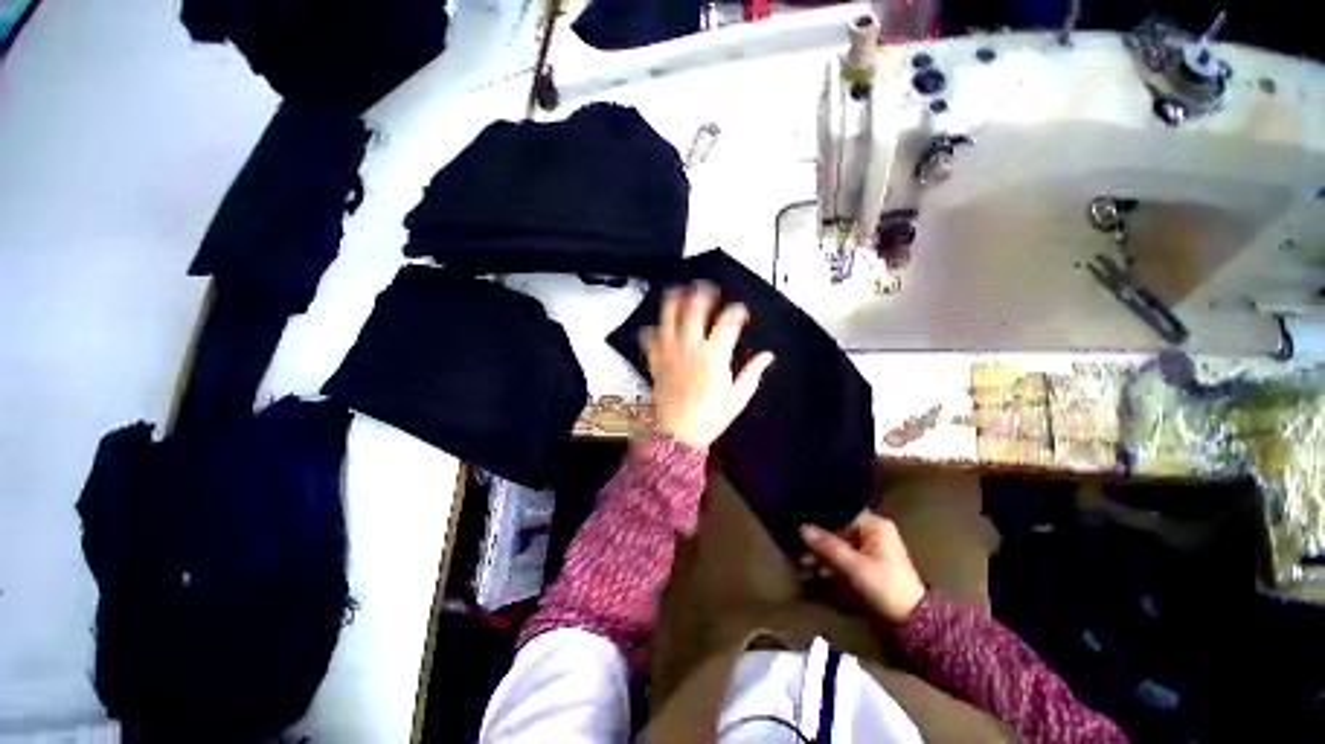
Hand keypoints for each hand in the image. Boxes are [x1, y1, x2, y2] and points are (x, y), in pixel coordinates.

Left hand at [642, 282, 774, 448]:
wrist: (678, 435)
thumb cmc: (710, 417)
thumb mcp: (737, 398)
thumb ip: (752, 373)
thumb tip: (768, 356)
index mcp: (714, 357)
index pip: (727, 323)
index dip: (736, 312)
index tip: (740, 310)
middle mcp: (691, 349)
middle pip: (694, 311)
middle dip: (701, 295)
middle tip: (706, 288)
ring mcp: (670, 353)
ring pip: (668, 319)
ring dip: (673, 302)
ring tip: (677, 291)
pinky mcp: (656, 362)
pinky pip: (650, 340)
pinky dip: (651, 330)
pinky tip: (653, 325)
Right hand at [800, 513, 925, 623]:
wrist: (911, 621)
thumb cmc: (885, 587)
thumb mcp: (854, 567)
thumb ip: (828, 546)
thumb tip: (802, 528)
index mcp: (875, 525)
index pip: (841, 513)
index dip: (821, 520)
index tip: (801, 526)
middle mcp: (874, 530)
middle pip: (839, 528)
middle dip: (820, 540)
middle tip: (801, 549)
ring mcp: (872, 545)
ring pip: (840, 541)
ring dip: (824, 552)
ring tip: (806, 562)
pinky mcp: (869, 559)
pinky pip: (846, 552)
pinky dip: (833, 560)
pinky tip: (820, 569)